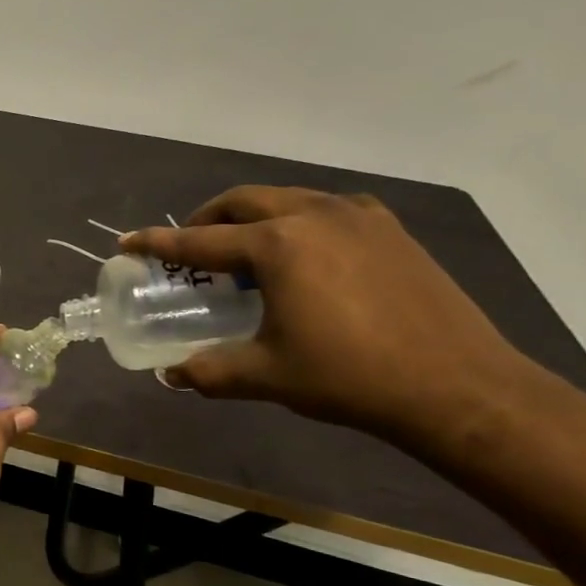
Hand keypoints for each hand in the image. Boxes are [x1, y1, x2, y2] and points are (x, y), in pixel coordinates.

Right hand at [121, 186, 532, 440]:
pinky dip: (297, 220)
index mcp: (277, 245)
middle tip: (191, 246)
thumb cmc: (349, 376)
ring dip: (253, 216)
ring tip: (245, 250)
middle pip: (242, 202)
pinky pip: (326, 209)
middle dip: (207, 219)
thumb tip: (173, 374)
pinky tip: (304, 254)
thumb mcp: (267, 375)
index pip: (199, 240)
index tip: (127, 241)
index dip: (158, 243)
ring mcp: (358, 217)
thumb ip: (210, 371)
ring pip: (286, 198)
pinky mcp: (391, 229)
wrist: (458, 386)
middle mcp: (313, 215)